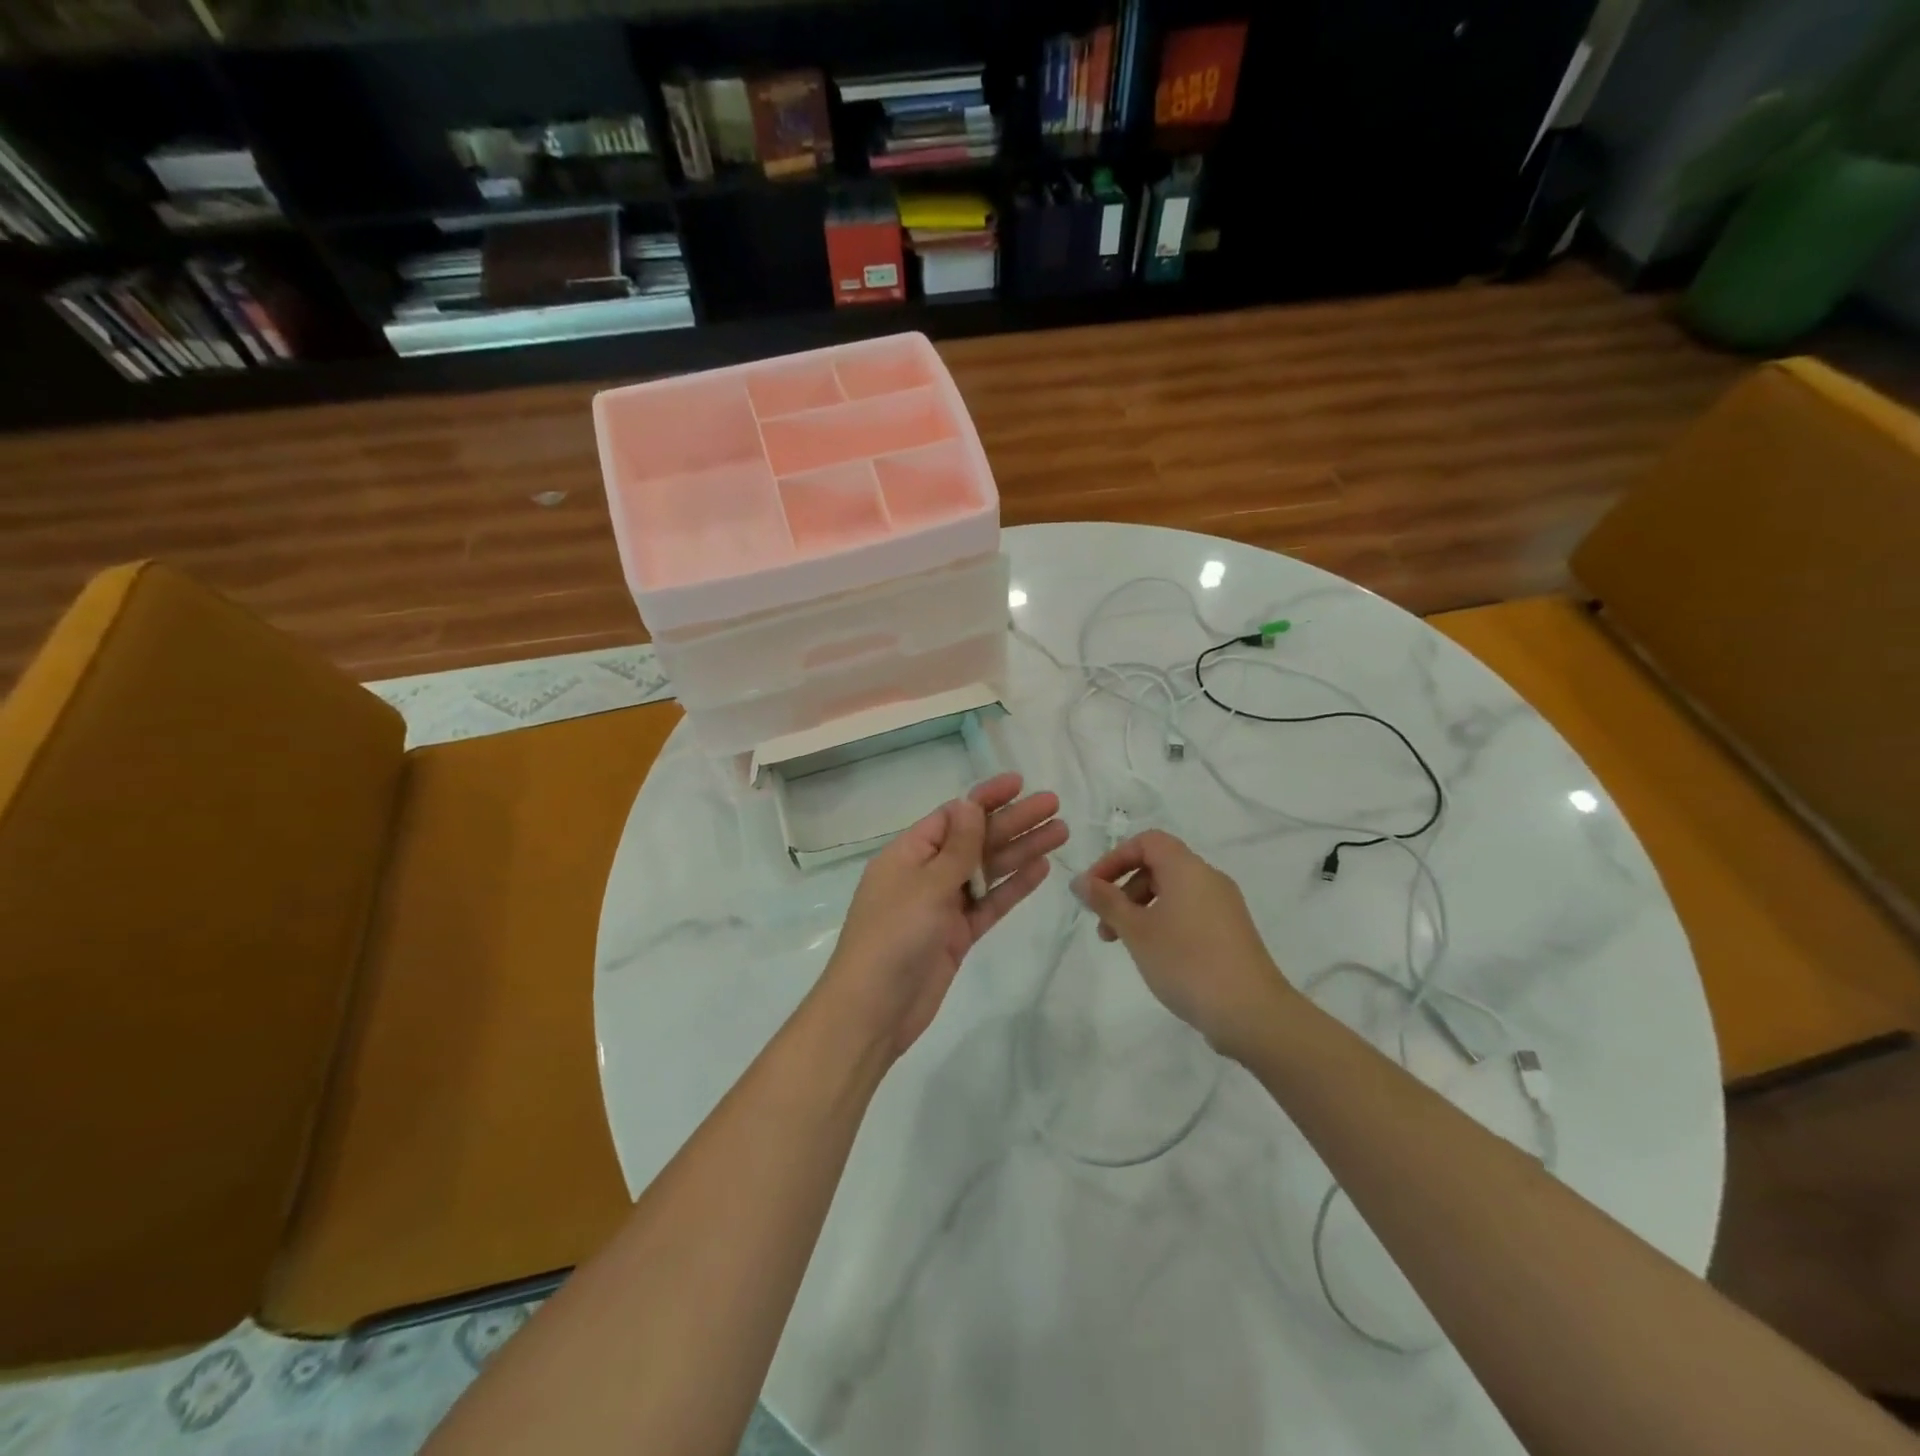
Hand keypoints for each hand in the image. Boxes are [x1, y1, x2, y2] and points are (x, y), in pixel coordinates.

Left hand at [819, 772, 1066, 1061]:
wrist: (874, 1011)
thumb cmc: (893, 937)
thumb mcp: (926, 885)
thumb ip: (957, 847)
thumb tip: (970, 804)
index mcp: (908, 854)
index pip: (952, 815)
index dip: (986, 798)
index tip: (1020, 783)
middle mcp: (926, 874)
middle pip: (976, 840)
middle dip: (1013, 821)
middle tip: (1054, 805)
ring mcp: (942, 906)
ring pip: (987, 870)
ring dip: (1021, 850)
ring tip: (1061, 832)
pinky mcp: (957, 935)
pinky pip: (989, 903)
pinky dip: (1013, 887)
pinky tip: (1041, 869)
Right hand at [1072, 830, 1294, 1060]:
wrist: (1252, 1013)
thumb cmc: (1186, 962)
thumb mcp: (1136, 931)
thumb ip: (1106, 901)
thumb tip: (1080, 880)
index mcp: (1187, 868)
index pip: (1147, 842)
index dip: (1115, 859)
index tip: (1094, 889)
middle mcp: (1209, 878)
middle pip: (1158, 866)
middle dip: (1124, 890)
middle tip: (1104, 925)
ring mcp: (1224, 906)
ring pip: (1173, 892)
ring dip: (1141, 910)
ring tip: (1123, 945)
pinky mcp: (1231, 932)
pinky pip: (1190, 912)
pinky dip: (1164, 922)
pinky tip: (1155, 955)